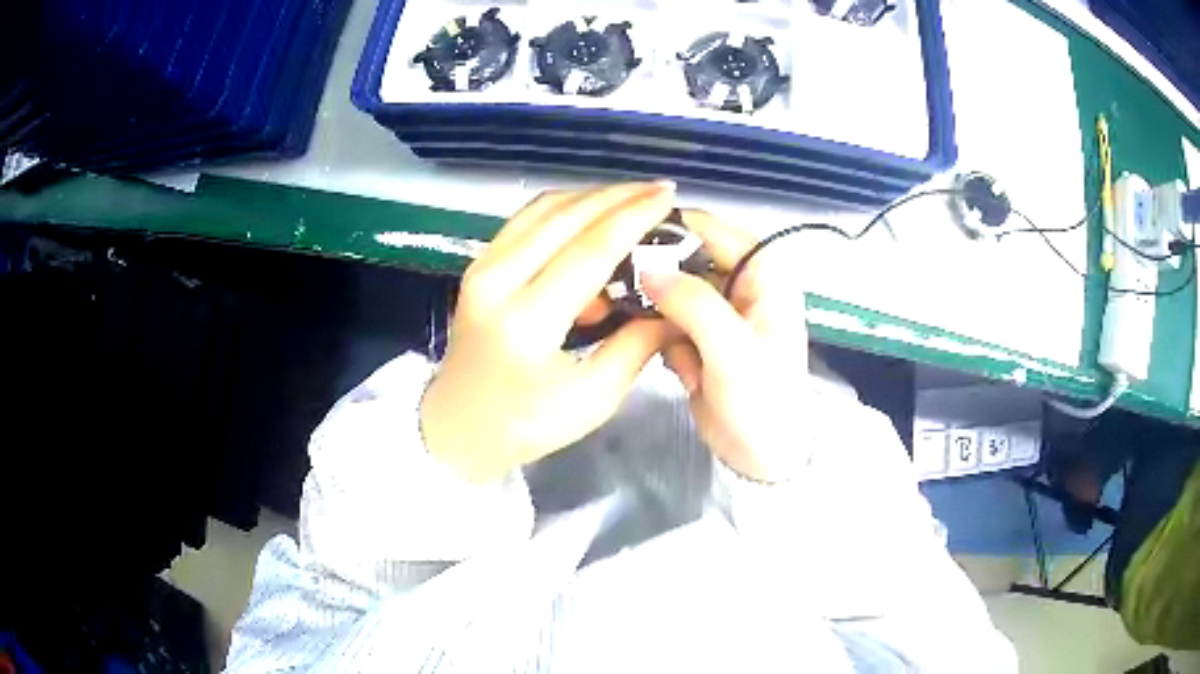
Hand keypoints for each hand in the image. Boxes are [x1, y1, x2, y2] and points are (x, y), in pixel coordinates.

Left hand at [421, 182, 676, 482]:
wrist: (455, 428)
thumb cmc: (524, 425)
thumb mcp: (592, 399)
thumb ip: (636, 345)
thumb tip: (674, 305)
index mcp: (527, 321)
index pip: (590, 250)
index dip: (635, 218)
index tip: (670, 197)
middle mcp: (497, 280)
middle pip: (566, 217)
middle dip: (619, 197)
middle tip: (660, 190)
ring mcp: (482, 267)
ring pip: (543, 209)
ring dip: (591, 197)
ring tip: (634, 198)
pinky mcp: (478, 265)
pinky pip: (526, 221)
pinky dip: (564, 210)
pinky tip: (594, 215)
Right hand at [642, 211, 810, 482]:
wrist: (764, 457)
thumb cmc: (761, 402)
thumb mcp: (731, 350)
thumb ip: (692, 302)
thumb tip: (645, 267)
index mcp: (763, 271)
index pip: (709, 228)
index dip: (667, 231)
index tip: (620, 245)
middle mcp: (741, 280)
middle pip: (684, 256)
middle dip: (657, 283)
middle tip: (621, 301)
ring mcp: (719, 308)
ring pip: (670, 289)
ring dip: (663, 320)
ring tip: (678, 357)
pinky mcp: (702, 334)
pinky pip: (668, 319)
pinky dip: (668, 342)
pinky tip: (688, 373)